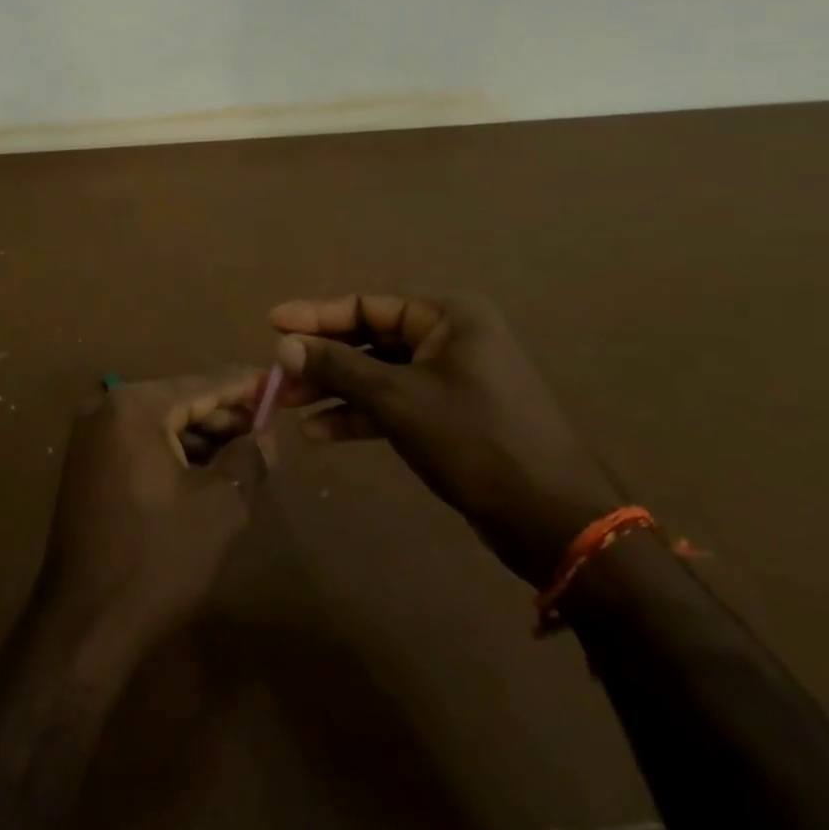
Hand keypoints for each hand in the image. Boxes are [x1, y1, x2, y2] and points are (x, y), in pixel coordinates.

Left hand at [39, 374, 271, 659]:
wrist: (86, 621)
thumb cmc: (159, 558)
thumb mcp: (220, 507)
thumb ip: (247, 459)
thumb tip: (263, 434)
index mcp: (135, 406)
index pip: (201, 384)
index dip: (242, 386)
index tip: (276, 383)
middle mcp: (106, 408)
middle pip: (177, 400)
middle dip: (222, 415)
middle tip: (266, 429)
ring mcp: (90, 436)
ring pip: (158, 422)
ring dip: (200, 436)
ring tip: (244, 455)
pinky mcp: (85, 464)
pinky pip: (138, 443)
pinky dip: (172, 452)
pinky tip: (205, 472)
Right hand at [272, 292, 618, 583]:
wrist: (557, 524)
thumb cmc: (477, 442)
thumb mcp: (399, 399)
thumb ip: (338, 368)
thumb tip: (283, 346)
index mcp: (448, 317)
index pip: (365, 305)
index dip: (315, 315)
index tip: (271, 323)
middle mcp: (449, 338)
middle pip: (368, 340)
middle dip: (320, 360)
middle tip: (273, 374)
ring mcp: (451, 379)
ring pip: (377, 375)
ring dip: (333, 390)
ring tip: (286, 406)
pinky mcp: (450, 416)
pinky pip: (393, 404)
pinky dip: (359, 416)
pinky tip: (320, 432)